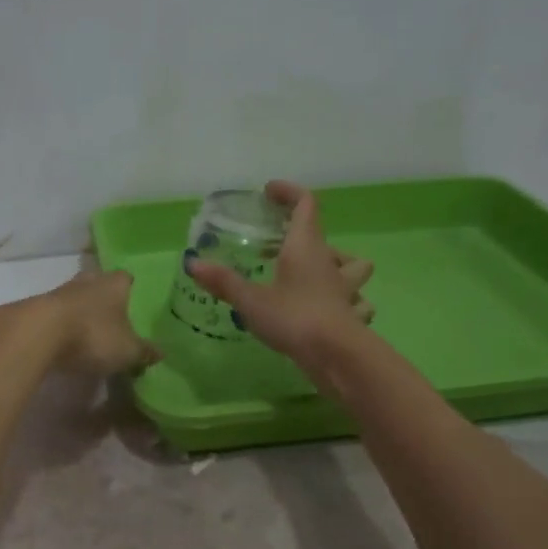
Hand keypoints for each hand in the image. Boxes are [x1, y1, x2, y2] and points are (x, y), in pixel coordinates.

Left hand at [35, 269, 160, 376]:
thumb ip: (144, 351)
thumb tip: (160, 353)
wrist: (37, 334)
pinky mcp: (38, 308)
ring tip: (89, 332)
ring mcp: (60, 291)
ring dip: (81, 311)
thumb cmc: (93, 335)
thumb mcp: (127, 351)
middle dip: (104, 298)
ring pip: (76, 297)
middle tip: (113, 317)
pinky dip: (63, 324)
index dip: (131, 289)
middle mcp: (88, 280)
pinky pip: (57, 314)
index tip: (134, 302)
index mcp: (114, 284)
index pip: (126, 278)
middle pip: (99, 283)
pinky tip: (66, 341)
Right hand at [188, 180, 373, 370]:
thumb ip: (223, 282)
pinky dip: (346, 303)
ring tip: (314, 276)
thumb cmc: (294, 318)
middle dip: (302, 236)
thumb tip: (192, 263)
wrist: (338, 356)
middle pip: (324, 237)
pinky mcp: (351, 316)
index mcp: (305, 247)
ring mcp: (345, 290)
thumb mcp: (251, 301)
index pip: (305, 204)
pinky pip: (355, 302)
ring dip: (337, 266)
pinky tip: (329, 313)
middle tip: (275, 247)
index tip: (269, 192)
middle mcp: (329, 262)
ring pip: (352, 267)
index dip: (289, 193)